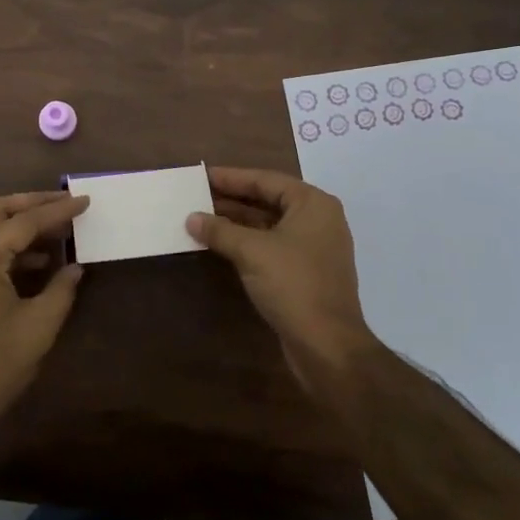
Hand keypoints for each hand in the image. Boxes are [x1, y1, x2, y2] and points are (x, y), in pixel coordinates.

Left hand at [0, 190, 89, 439]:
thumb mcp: (41, 325)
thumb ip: (61, 288)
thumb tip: (75, 266)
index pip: (23, 222)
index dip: (57, 210)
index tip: (84, 201)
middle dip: (32, 202)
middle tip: (65, 202)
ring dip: (18, 221)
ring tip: (56, 228)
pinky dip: (6, 243)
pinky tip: (36, 259)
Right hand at [187, 166, 376, 391]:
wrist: (327, 345)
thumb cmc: (293, 284)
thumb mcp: (252, 251)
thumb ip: (220, 230)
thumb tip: (192, 218)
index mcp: (313, 204)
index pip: (266, 180)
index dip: (231, 177)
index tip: (202, 175)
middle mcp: (318, 220)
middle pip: (269, 200)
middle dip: (232, 199)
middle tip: (197, 195)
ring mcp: (314, 248)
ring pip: (269, 225)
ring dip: (237, 222)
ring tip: (202, 218)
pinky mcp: (307, 273)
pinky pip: (273, 246)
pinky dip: (248, 243)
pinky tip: (222, 245)